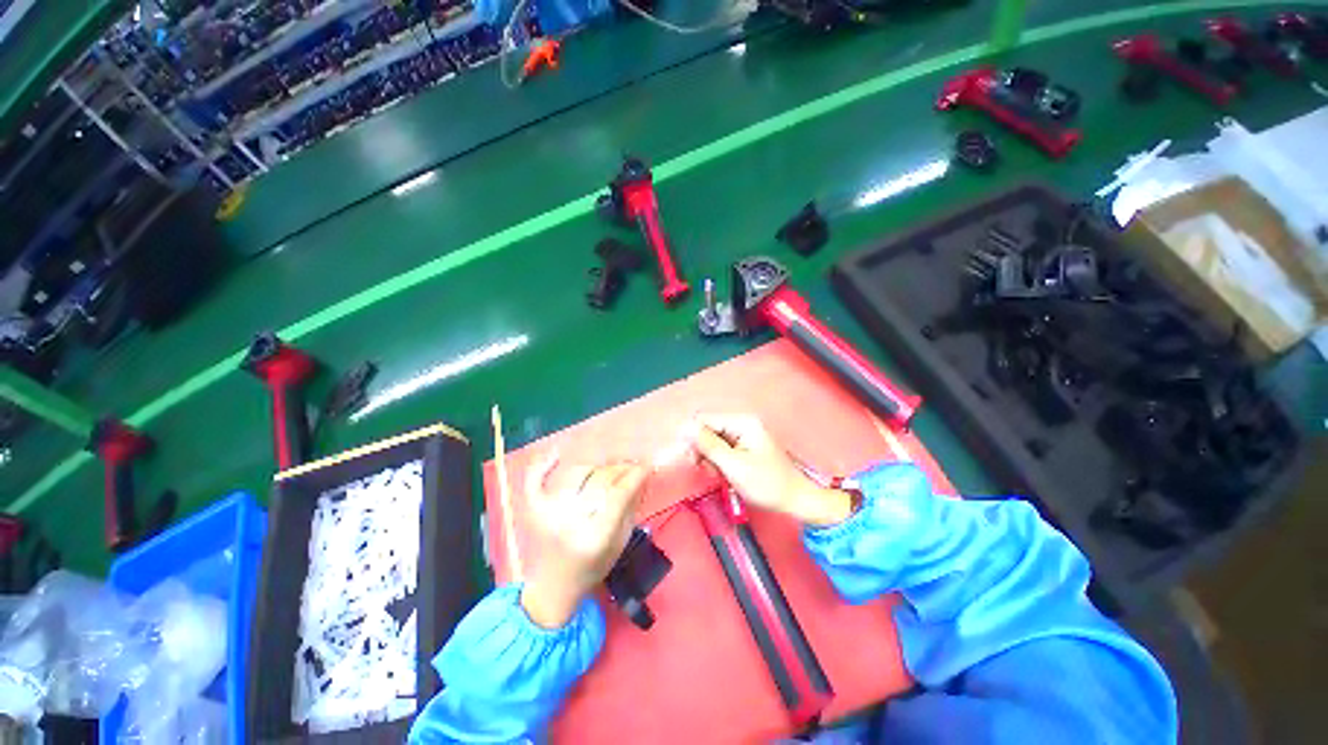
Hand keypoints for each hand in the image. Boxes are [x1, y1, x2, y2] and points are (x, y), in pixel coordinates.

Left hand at [520, 454, 646, 628]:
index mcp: (596, 537)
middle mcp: (571, 523)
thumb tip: (639, 476)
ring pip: (577, 474)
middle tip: (632, 464)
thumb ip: (630, 508)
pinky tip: (557, 453)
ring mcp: (549, 515)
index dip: (634, 476)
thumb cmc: (593, 568)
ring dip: (597, 465)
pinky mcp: (535, 512)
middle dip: (620, 468)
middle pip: (599, 481)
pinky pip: (535, 482)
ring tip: (609, 465)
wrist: (555, 589)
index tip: (646, 466)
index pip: (618, 495)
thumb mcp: (620, 543)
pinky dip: (543, 466)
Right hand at [685, 414, 853, 527]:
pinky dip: (718, 462)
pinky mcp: (744, 446)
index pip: (705, 420)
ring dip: (710, 458)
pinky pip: (721, 449)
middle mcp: (742, 423)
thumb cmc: (767, 484)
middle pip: (707, 429)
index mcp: (742, 422)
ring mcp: (743, 434)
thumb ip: (708, 445)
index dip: (693, 438)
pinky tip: (724, 474)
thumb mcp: (734, 466)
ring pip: (712, 441)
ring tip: (720, 475)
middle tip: (707, 470)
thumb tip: (684, 428)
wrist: (796, 500)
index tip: (691, 459)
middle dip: (703, 450)